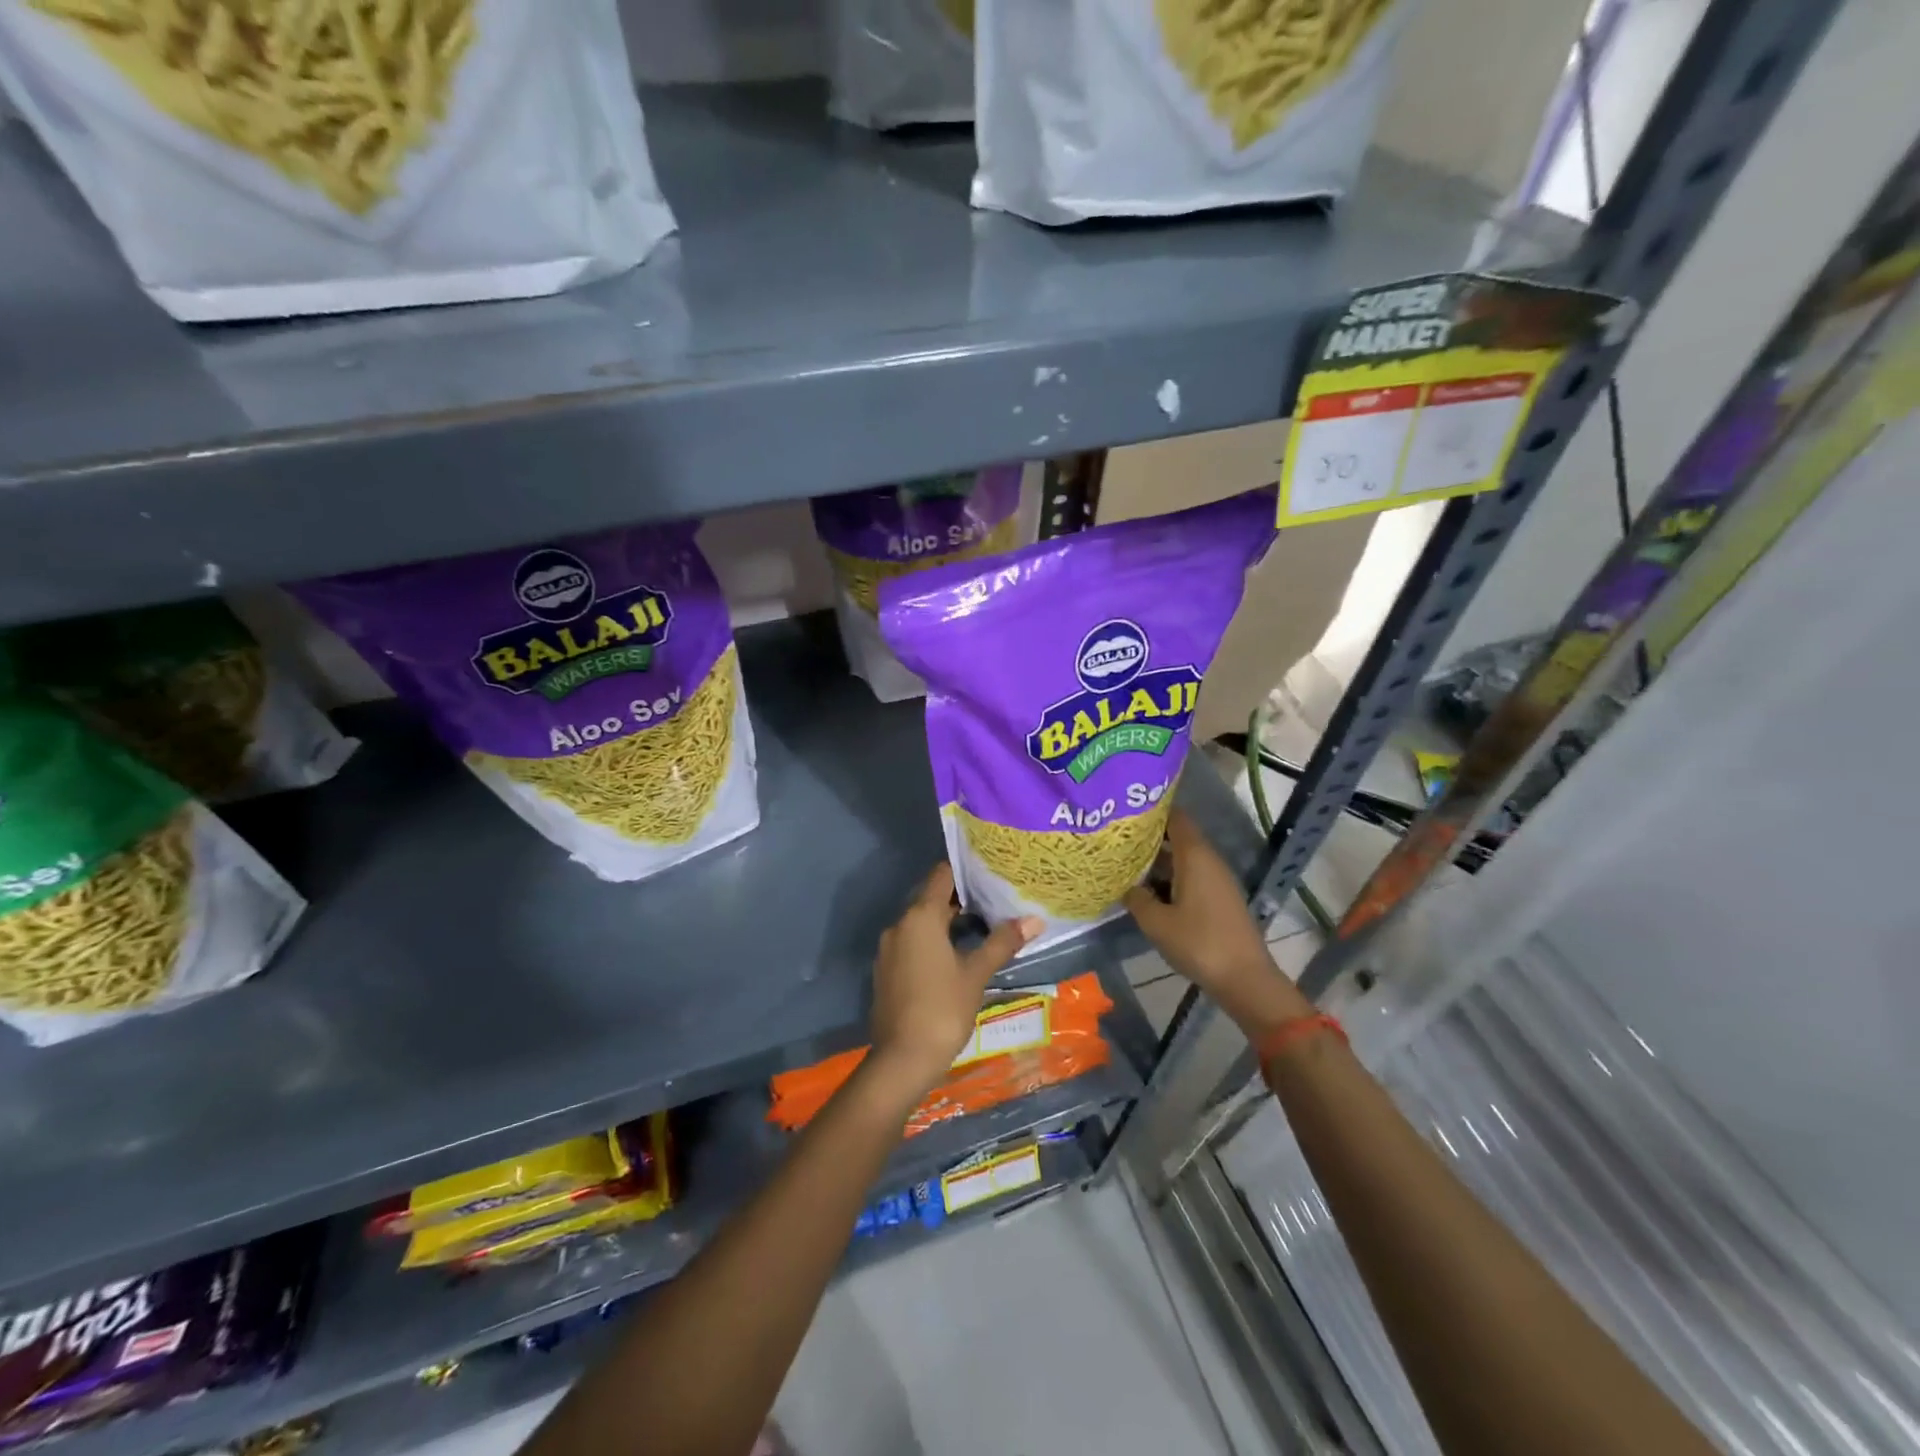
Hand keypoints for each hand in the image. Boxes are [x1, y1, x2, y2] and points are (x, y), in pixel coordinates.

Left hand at [869, 864, 1040, 1095]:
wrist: (902, 1059)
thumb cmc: (943, 1009)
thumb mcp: (977, 974)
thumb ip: (1002, 942)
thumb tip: (1034, 919)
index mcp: (920, 917)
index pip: (941, 875)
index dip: (965, 870)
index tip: (989, 872)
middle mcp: (900, 925)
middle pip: (931, 898)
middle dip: (961, 898)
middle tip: (994, 899)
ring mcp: (889, 948)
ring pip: (921, 922)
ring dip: (947, 922)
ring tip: (982, 926)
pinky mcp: (886, 970)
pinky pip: (912, 943)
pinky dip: (932, 941)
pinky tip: (955, 956)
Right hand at [1124, 809, 1309, 1035]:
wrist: (1245, 979)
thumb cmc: (1199, 943)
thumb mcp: (1156, 922)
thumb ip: (1136, 898)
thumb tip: (1125, 885)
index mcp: (1194, 856)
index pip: (1175, 817)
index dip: (1152, 811)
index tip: (1125, 811)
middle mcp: (1208, 860)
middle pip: (1178, 836)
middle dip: (1149, 837)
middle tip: (1116, 838)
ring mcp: (1217, 880)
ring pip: (1183, 858)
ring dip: (1158, 860)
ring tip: (1125, 863)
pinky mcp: (1220, 898)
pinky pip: (1191, 876)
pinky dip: (1170, 877)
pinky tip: (1149, 890)